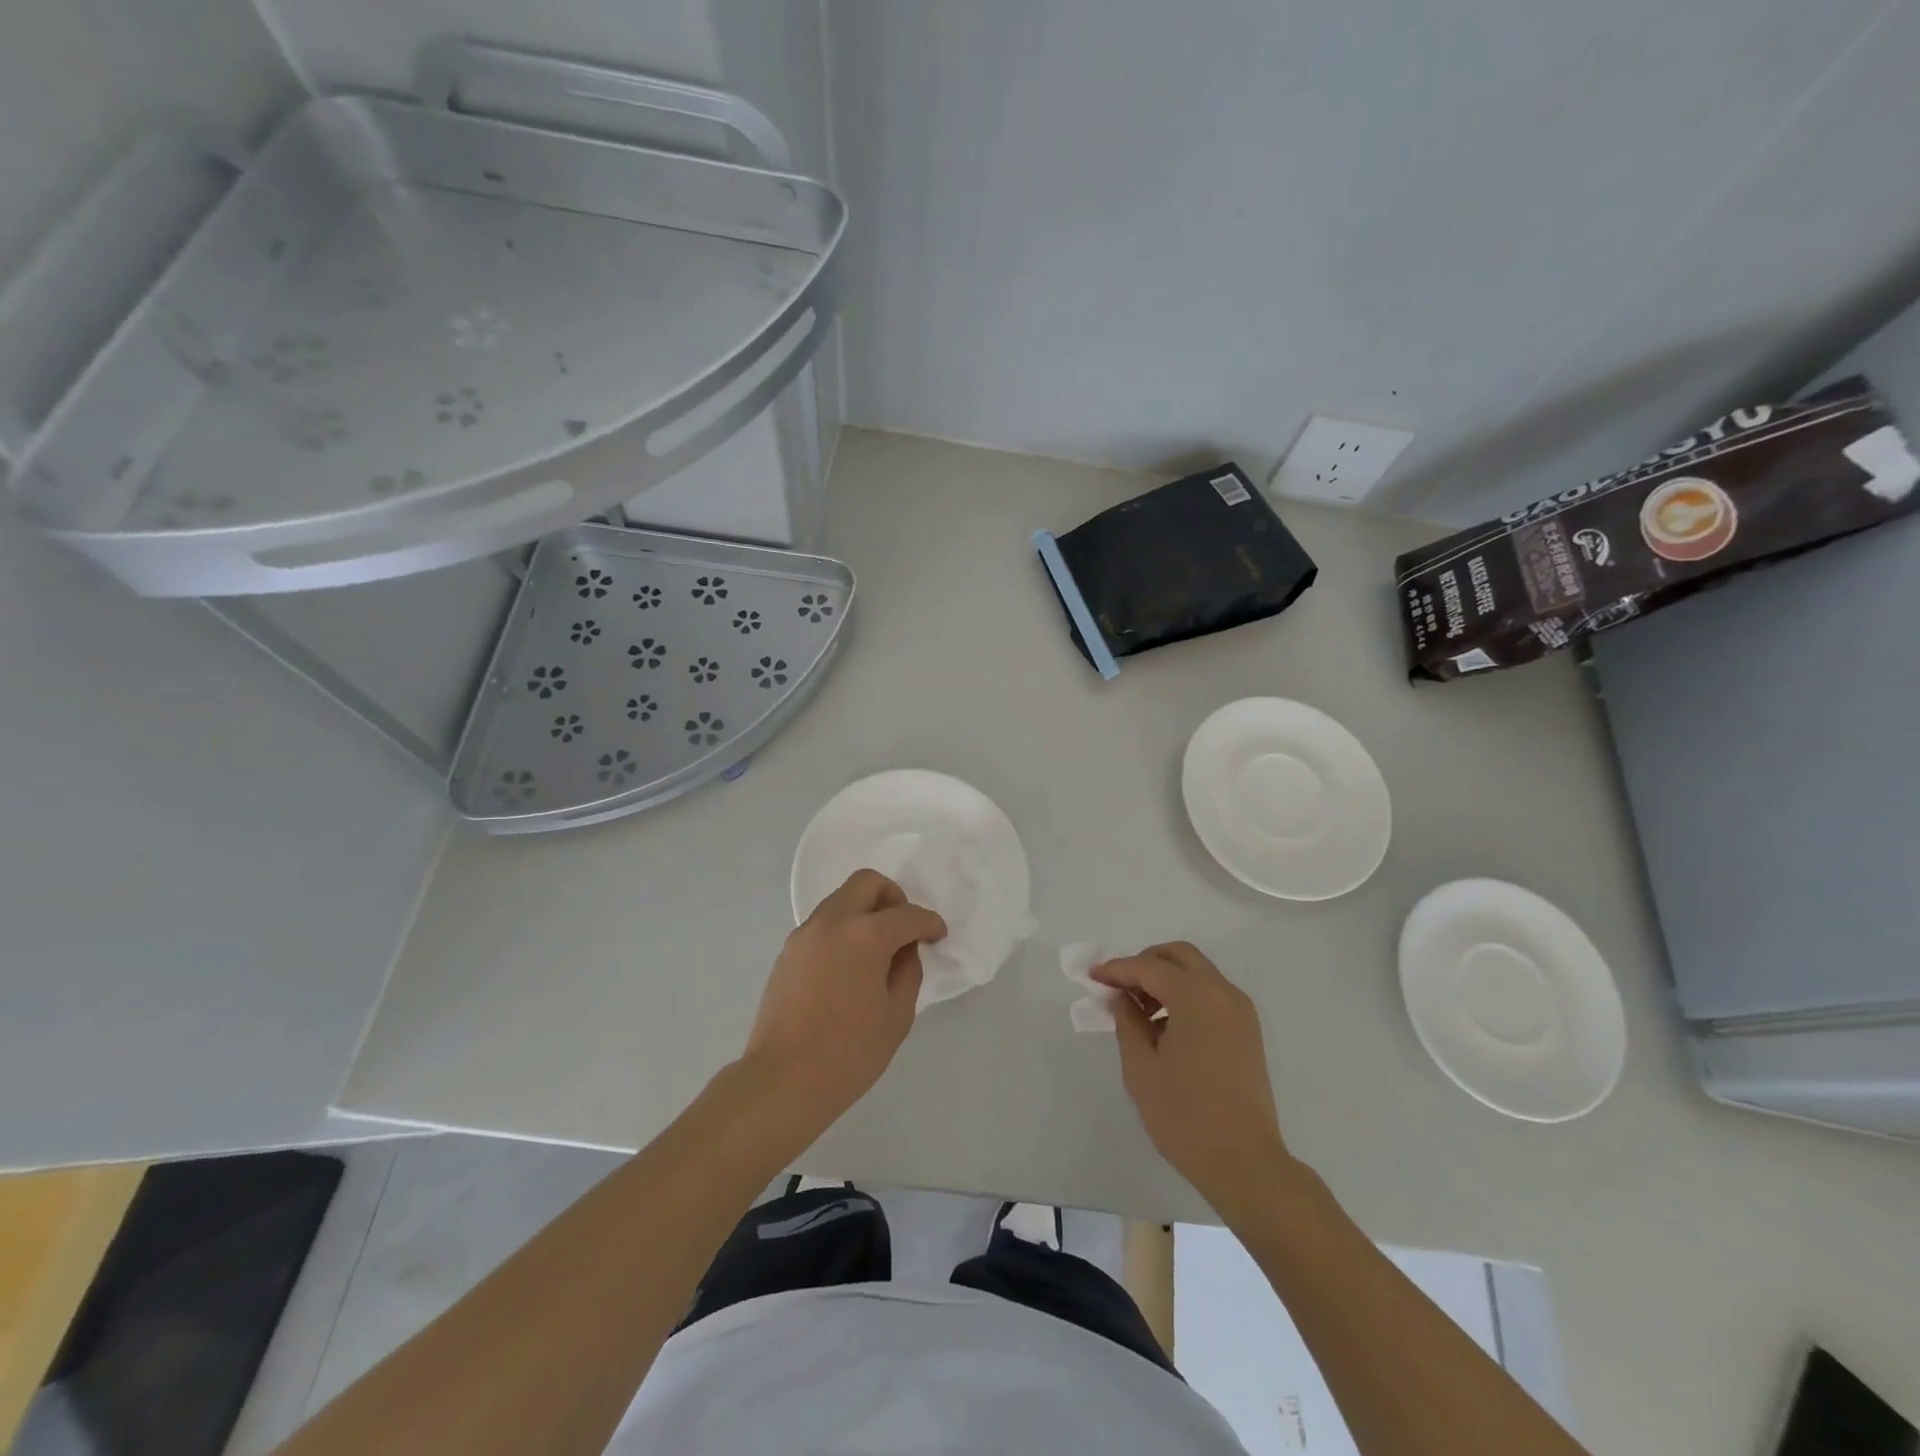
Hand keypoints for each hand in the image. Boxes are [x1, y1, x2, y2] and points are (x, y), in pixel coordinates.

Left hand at [741, 869, 946, 1139]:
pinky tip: (850, 965)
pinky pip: (823, 923)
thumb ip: (908, 972)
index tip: (938, 936)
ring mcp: (805, 934)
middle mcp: (832, 922)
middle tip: (904, 928)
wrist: (783, 1081)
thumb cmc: (848, 1053)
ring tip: (877, 949)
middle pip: (867, 882)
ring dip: (865, 911)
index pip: (907, 915)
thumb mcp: (896, 1016)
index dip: (929, 923)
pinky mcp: (788, 951)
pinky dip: (843, 929)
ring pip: (841, 899)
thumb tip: (904, 951)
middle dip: (893, 897)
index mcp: (865, 935)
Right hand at [1092, 942, 1295, 1213]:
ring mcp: (1240, 1011)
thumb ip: (1127, 1022)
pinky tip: (1165, 1027)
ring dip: (1165, 979)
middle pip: (1179, 956)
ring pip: (1197, 973)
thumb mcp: (1141, 1068)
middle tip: (1118, 987)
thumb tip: (1121, 998)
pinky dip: (1185, 995)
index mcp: (1196, 997)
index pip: (1148, 967)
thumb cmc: (1185, 1117)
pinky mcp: (1247, 1030)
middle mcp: (1223, 993)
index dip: (1117, 969)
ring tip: (1138, 1012)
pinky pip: (1211, 994)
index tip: (1092, 977)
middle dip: (1145, 963)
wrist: (1245, 1165)